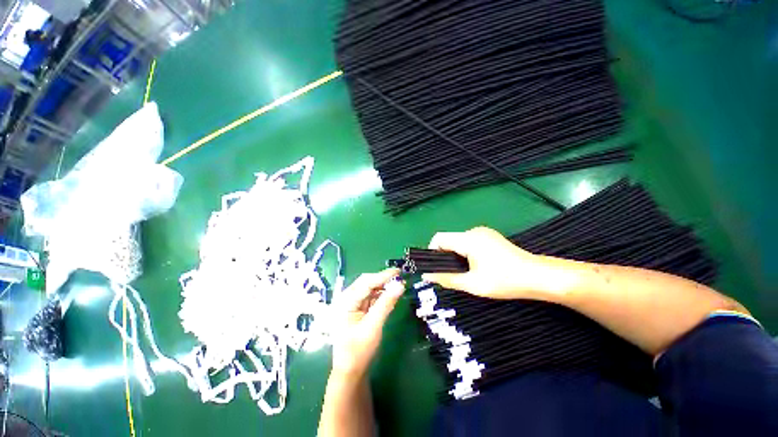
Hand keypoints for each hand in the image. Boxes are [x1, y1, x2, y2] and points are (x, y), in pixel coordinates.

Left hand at [330, 268, 403, 377]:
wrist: (350, 372)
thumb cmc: (359, 351)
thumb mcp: (374, 326)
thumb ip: (386, 304)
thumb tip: (400, 285)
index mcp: (345, 301)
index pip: (366, 282)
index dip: (383, 275)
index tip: (398, 271)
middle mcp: (346, 299)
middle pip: (366, 282)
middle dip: (382, 279)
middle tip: (400, 277)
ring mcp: (351, 303)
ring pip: (369, 288)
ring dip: (382, 286)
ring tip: (397, 285)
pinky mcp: (356, 309)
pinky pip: (370, 297)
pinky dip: (380, 294)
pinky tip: (389, 295)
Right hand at [422, 227, 546, 298]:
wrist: (537, 276)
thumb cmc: (504, 281)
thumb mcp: (473, 284)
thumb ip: (447, 279)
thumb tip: (426, 276)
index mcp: (468, 239)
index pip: (439, 238)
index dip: (432, 251)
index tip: (435, 268)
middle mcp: (474, 231)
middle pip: (449, 239)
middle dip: (445, 256)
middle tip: (451, 274)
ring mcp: (483, 232)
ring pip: (459, 241)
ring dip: (456, 255)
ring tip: (465, 272)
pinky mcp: (490, 236)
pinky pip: (469, 241)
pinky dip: (466, 252)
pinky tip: (477, 265)